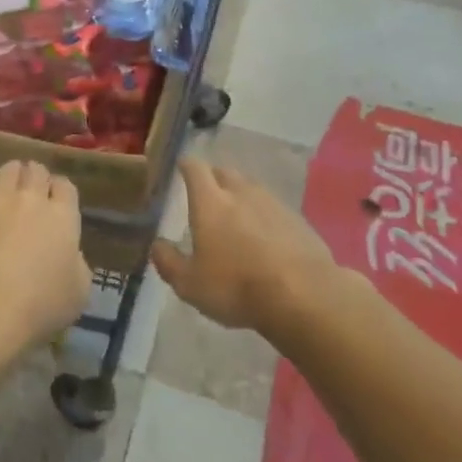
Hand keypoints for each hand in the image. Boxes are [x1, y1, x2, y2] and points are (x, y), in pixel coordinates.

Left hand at [0, 160, 91, 365]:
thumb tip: (69, 255)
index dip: (61, 191)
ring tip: (5, 187)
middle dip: (35, 177)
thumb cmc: (38, 306)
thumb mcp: (78, 293)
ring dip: (9, 175)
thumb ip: (76, 265)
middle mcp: (31, 199)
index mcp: (63, 217)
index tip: (57, 200)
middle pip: (36, 171)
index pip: (66, 187)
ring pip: (6, 170)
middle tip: (30, 191)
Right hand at [152, 159, 338, 333]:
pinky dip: (264, 216)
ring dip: (240, 196)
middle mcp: (241, 193)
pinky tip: (265, 238)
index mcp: (210, 202)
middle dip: (213, 179)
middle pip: (224, 173)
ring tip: (235, 218)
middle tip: (206, 196)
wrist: (304, 296)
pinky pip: (274, 208)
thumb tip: (156, 245)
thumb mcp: (190, 284)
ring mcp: (273, 203)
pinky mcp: (298, 220)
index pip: (194, 168)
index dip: (185, 165)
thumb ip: (168, 262)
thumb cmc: (237, 287)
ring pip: (251, 189)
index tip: (180, 168)